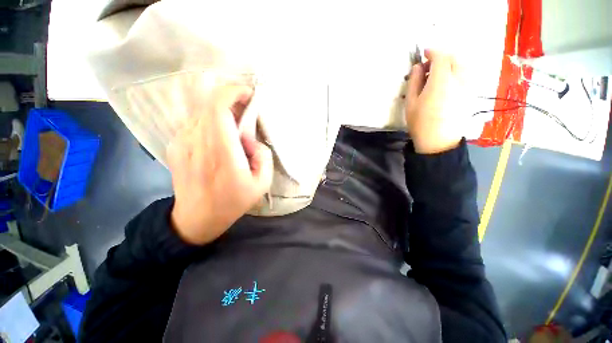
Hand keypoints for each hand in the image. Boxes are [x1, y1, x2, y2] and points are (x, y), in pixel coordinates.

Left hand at [167, 84, 272, 244]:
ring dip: (221, 112)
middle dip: (231, 100)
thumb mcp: (262, 183)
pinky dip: (210, 122)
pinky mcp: (175, 146)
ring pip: (202, 112)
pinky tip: (219, 138)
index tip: (248, 94)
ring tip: (234, 128)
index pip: (219, 109)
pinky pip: (195, 123)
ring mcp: (182, 143)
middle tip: (246, 112)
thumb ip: (264, 156)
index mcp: (222, 154)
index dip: (233, 93)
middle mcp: (198, 143)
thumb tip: (251, 140)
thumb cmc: (233, 202)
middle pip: (209, 105)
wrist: (197, 218)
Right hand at [405, 50, 464, 153]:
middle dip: (441, 57)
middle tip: (428, 68)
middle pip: (454, 58)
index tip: (424, 54)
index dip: (432, 51)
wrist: (438, 141)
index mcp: (441, 81)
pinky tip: (447, 84)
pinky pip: (466, 75)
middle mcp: (459, 79)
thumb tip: (417, 67)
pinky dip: (456, 73)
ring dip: (450, 65)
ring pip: (462, 65)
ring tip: (437, 76)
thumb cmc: (420, 123)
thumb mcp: (411, 103)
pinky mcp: (471, 94)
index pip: (441, 56)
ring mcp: (468, 86)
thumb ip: (414, 82)